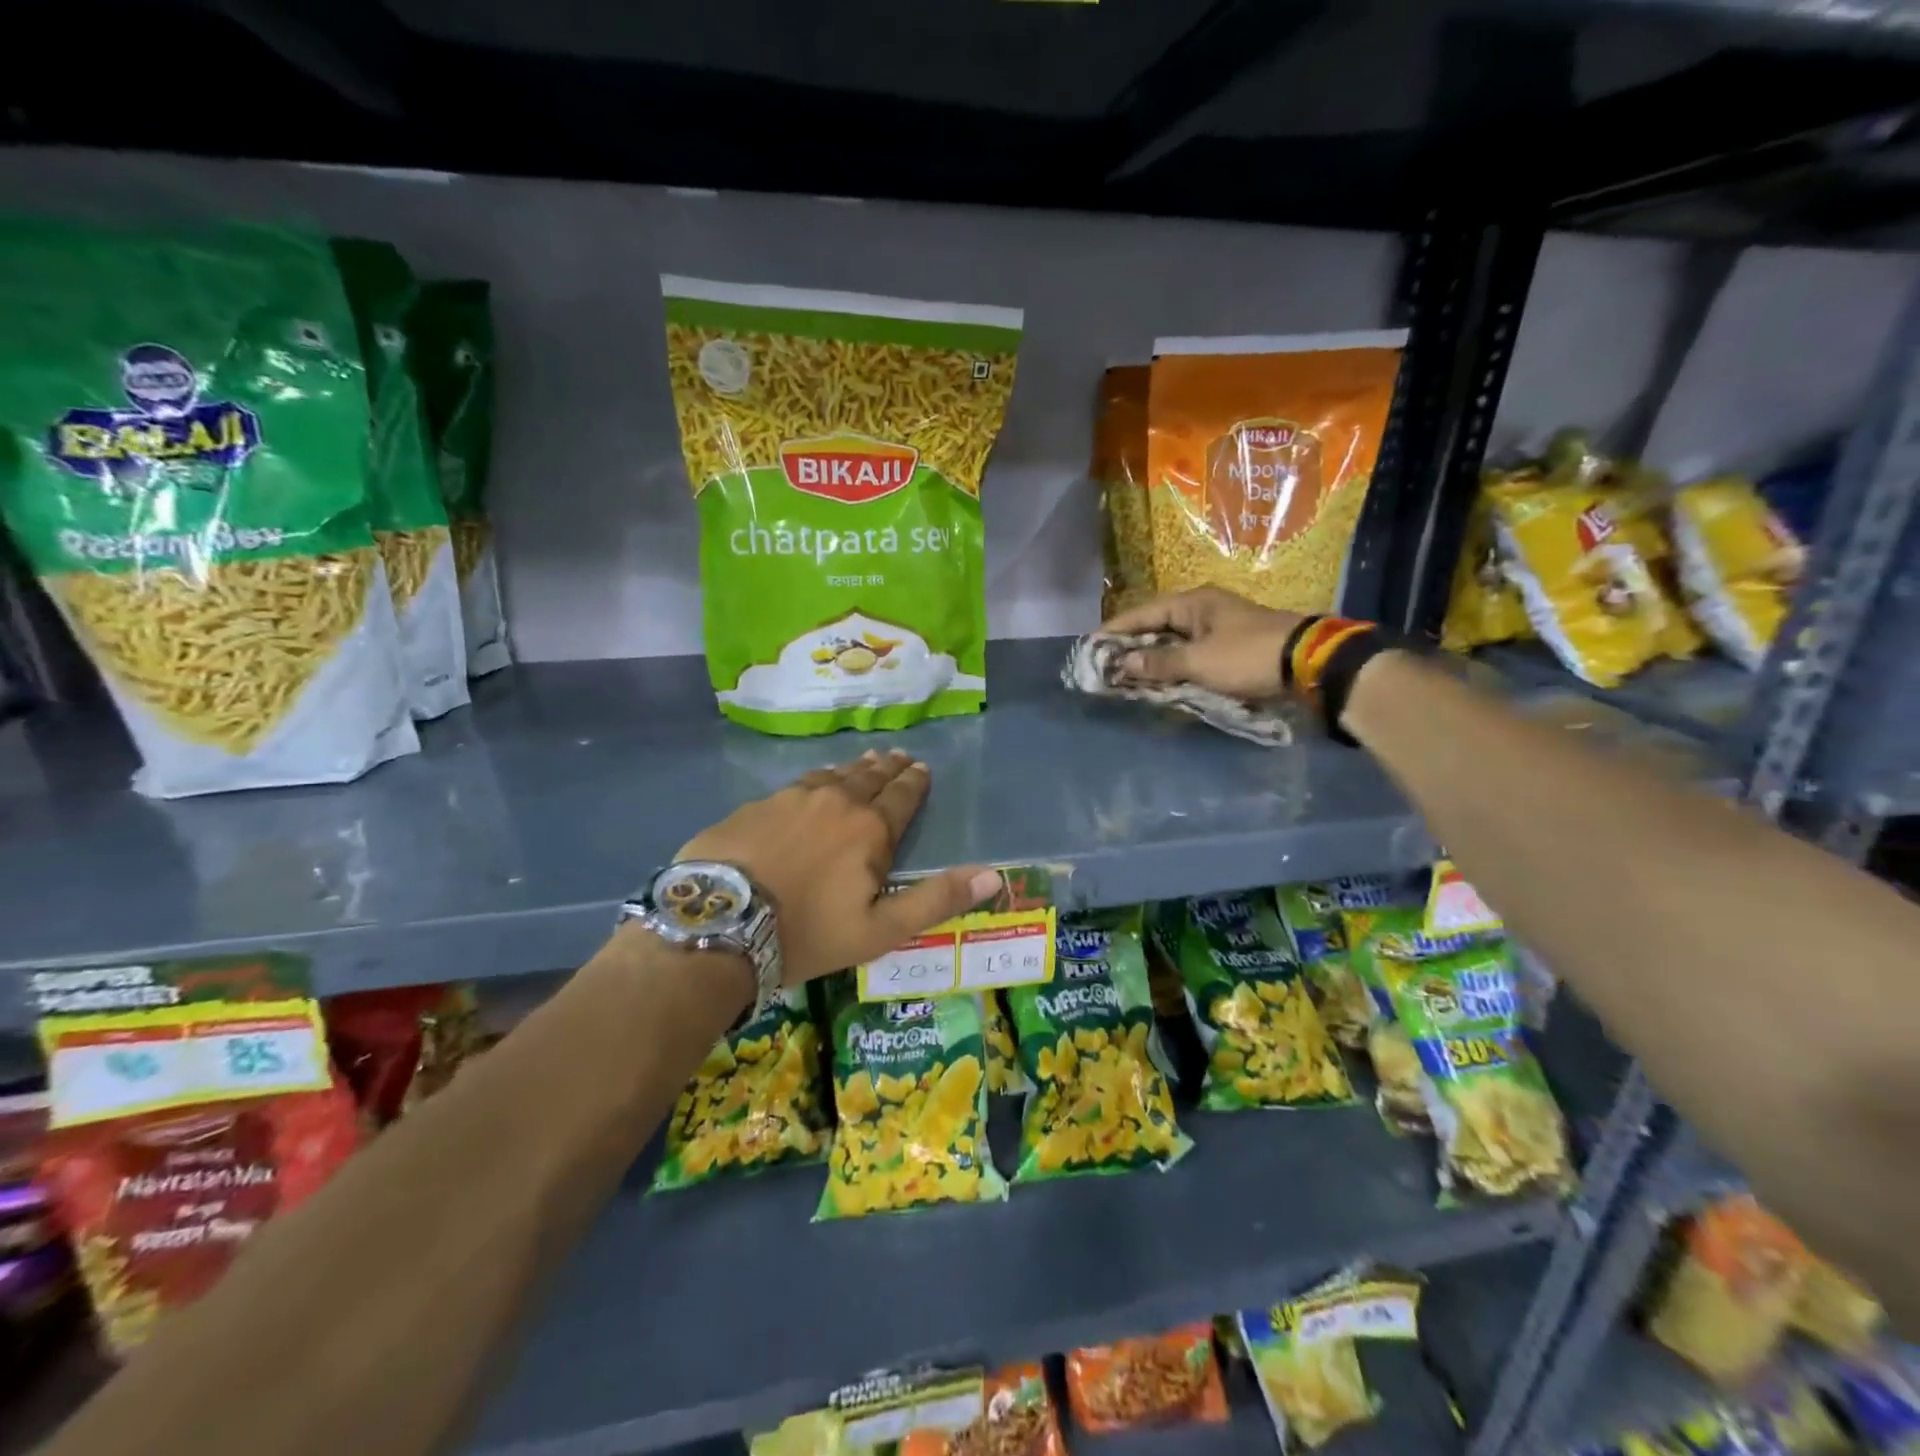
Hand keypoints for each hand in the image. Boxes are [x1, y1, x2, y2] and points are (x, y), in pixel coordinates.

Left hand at [678, 749, 999, 985]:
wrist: (719, 924)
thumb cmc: (808, 933)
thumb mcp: (880, 930)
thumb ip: (937, 899)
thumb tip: (994, 875)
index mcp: (869, 829)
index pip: (901, 797)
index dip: (914, 783)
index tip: (921, 769)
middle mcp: (835, 802)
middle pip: (869, 778)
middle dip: (888, 769)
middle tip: (899, 757)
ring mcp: (792, 799)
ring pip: (832, 776)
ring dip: (853, 769)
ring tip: (865, 762)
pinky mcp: (757, 805)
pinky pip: (798, 784)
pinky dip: (816, 780)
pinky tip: (814, 782)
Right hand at [1103, 588, 1305, 699]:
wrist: (1310, 663)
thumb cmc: (1248, 656)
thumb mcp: (1199, 661)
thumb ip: (1159, 662)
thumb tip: (1122, 662)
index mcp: (1193, 603)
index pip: (1141, 614)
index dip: (1115, 630)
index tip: (1090, 645)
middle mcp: (1203, 609)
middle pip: (1156, 626)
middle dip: (1131, 646)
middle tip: (1105, 665)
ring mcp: (1218, 627)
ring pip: (1173, 642)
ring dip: (1152, 659)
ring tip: (1127, 675)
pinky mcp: (1230, 646)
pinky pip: (1190, 654)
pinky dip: (1174, 666)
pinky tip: (1161, 680)